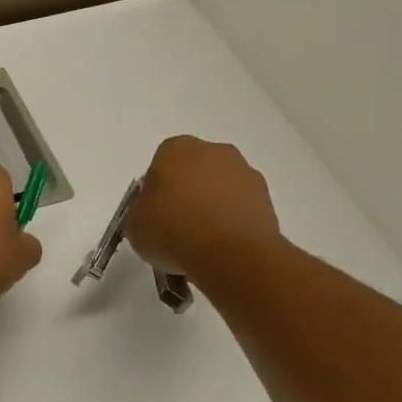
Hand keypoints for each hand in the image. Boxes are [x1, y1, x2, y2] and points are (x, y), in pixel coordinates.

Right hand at [126, 136, 279, 280]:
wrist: (228, 254)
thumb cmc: (171, 230)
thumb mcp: (133, 223)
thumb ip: (140, 210)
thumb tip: (153, 211)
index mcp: (176, 148)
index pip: (161, 163)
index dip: (157, 190)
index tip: (155, 214)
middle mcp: (214, 150)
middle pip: (195, 170)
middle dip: (188, 192)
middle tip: (178, 226)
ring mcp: (245, 172)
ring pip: (221, 187)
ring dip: (213, 206)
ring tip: (202, 242)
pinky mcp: (267, 198)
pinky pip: (241, 207)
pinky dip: (233, 221)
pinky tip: (223, 247)